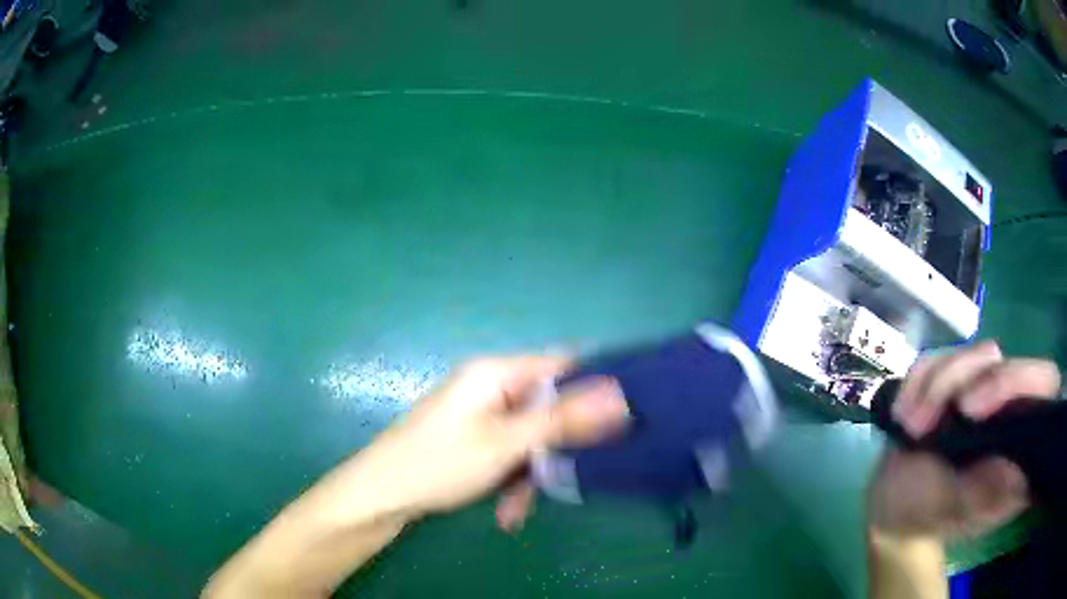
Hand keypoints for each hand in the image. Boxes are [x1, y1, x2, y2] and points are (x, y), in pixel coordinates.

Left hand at [351, 354, 629, 523]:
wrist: (381, 495)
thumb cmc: (441, 462)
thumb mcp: (507, 443)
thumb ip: (564, 419)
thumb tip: (620, 394)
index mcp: (496, 373)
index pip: (562, 364)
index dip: (595, 387)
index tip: (623, 419)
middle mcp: (490, 386)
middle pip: (546, 408)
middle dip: (556, 448)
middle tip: (567, 478)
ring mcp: (479, 414)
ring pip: (529, 437)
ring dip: (531, 474)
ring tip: (518, 509)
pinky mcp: (472, 438)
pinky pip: (508, 451)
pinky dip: (511, 479)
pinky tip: (507, 511)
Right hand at [867, 342, 1060, 538]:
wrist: (892, 508)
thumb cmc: (929, 516)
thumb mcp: (960, 509)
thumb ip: (990, 489)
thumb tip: (1019, 468)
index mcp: (1021, 436)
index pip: (1045, 383)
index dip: (1021, 381)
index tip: (972, 412)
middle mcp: (1009, 405)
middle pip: (1003, 361)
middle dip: (961, 382)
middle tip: (926, 423)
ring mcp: (982, 387)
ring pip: (969, 355)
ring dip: (933, 388)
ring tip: (910, 427)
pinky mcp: (954, 378)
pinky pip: (937, 357)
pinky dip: (916, 383)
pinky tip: (903, 414)